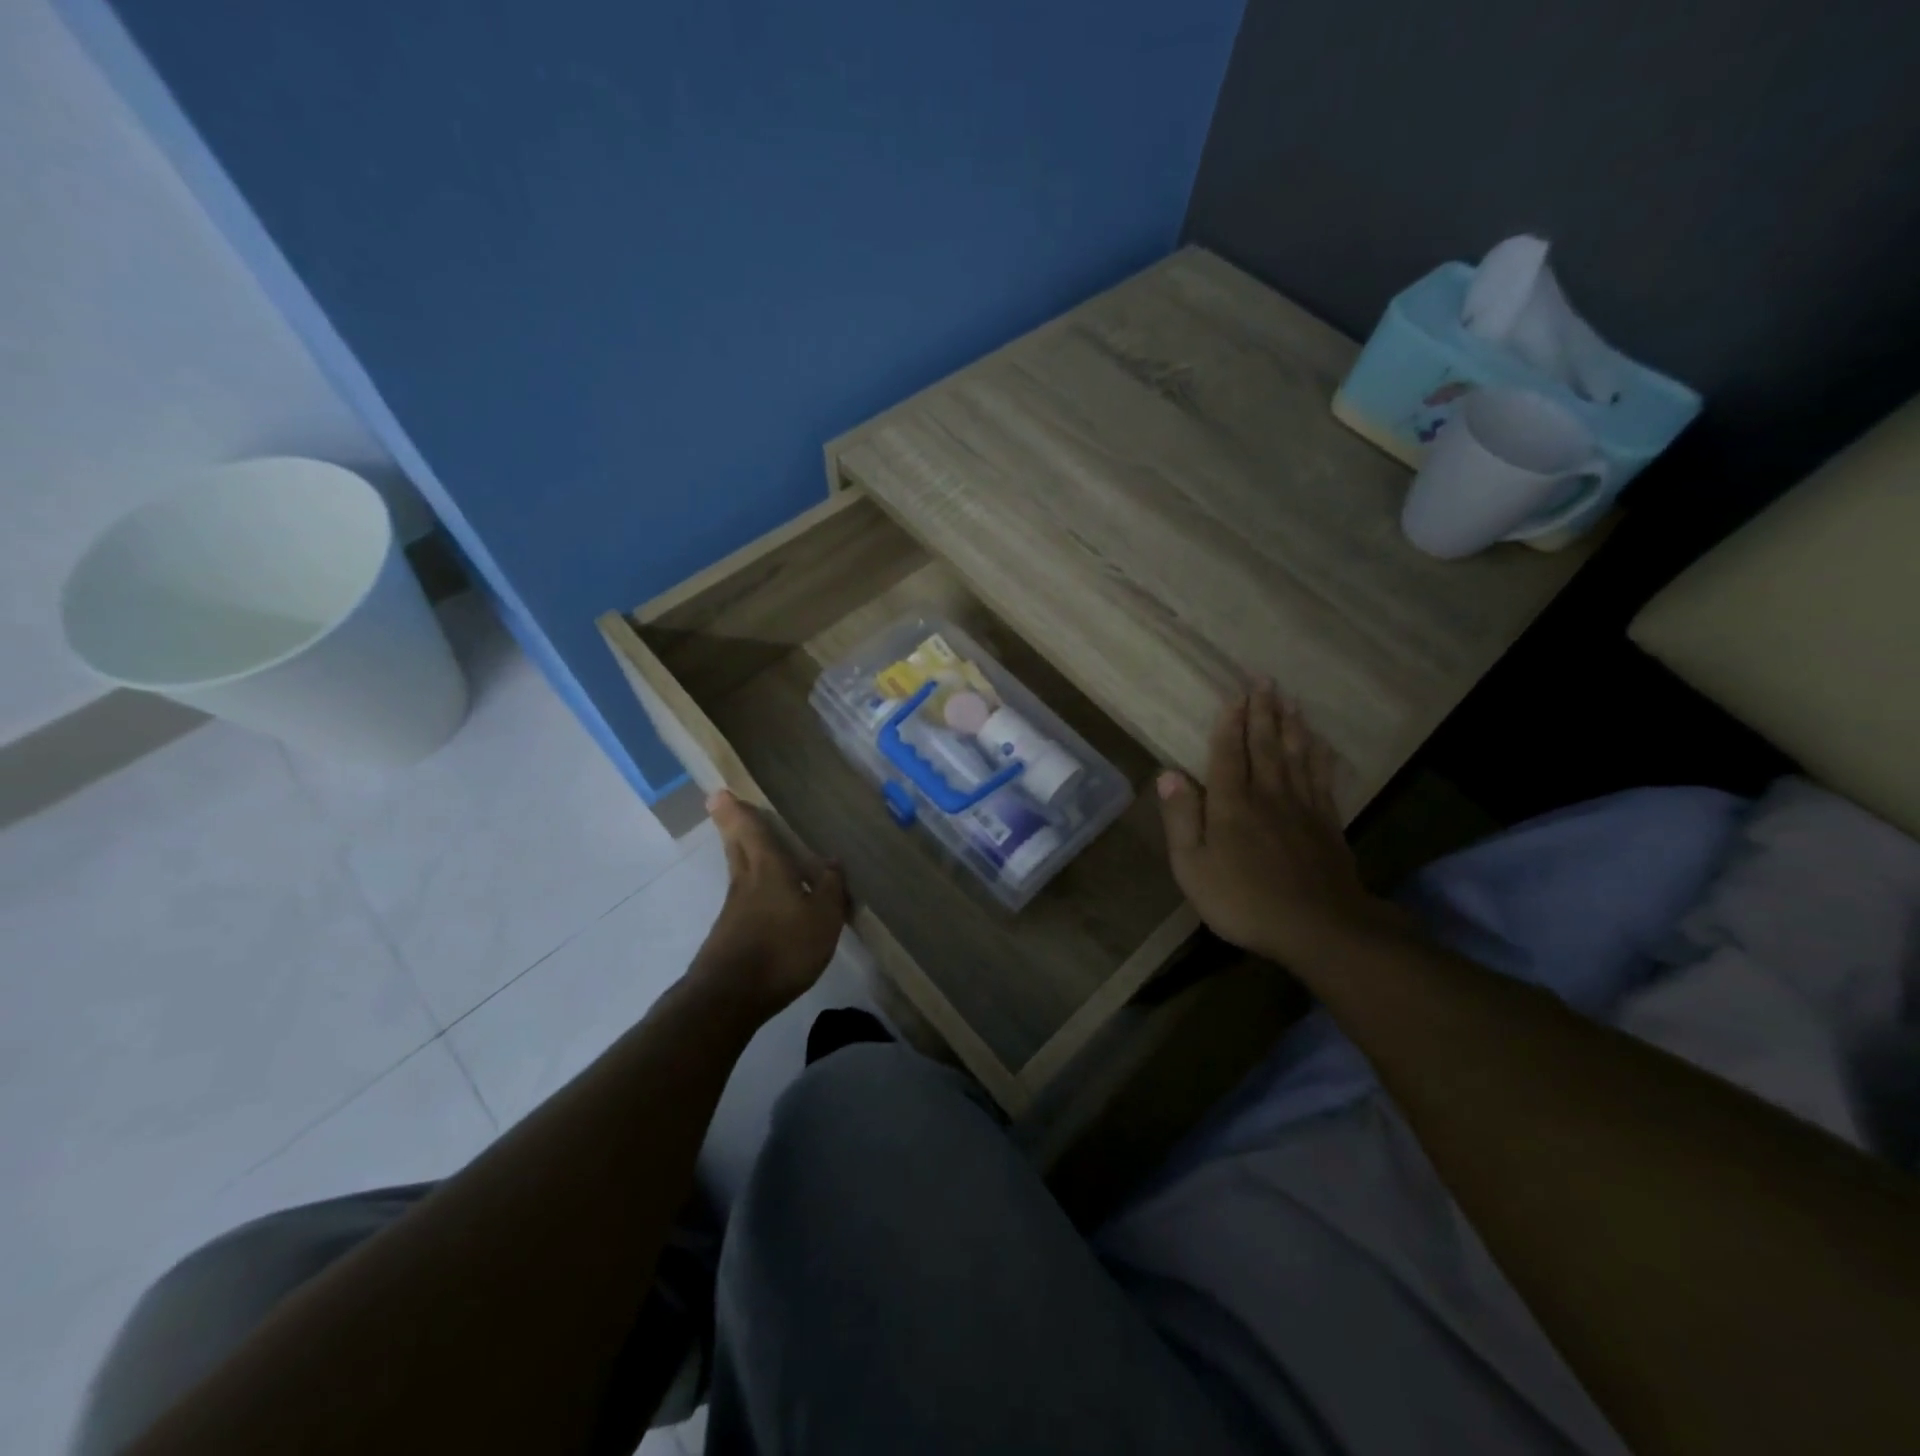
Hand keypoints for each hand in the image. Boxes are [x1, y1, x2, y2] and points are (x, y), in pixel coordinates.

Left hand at [693, 791, 849, 1016]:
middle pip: (736, 846)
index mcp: (768, 869)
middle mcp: (746, 882)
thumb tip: (831, 861)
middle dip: (732, 826)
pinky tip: (767, 900)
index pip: (751, 830)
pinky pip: (743, 899)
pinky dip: (752, 888)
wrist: (730, 997)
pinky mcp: (729, 935)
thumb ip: (830, 888)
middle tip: (725, 807)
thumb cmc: (782, 948)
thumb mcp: (823, 918)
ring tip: (755, 849)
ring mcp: (734, 910)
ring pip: (738, 871)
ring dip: (741, 855)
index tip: (719, 792)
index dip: (737, 810)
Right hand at [1157, 685, 1384, 965]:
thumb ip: (1181, 818)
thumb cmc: (1243, 901)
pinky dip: (1318, 755)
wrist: (1318, 928)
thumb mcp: (1193, 867)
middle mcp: (1268, 795)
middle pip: (1265, 745)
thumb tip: (1168, 774)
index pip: (1228, 754)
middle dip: (1263, 710)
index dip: (1230, 723)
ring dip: (1291, 724)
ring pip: (1296, 754)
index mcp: (1231, 804)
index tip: (1234, 694)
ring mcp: (1302, 807)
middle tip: (1265, 679)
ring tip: (1290, 699)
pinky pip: (1321, 777)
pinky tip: (1319, 743)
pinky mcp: (1327, 823)